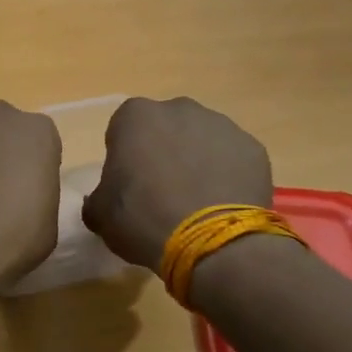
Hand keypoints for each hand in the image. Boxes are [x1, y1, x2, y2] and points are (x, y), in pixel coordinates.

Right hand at [82, 97, 273, 270]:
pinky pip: (232, 159)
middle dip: (163, 152)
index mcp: (136, 116)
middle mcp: (180, 109)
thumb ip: (97, 198)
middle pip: (166, 129)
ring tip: (195, 202)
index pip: (123, 130)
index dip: (125, 158)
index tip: (129, 185)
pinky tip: (221, 206)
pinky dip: (226, 176)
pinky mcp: (253, 148)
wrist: (211, 241)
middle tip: (161, 192)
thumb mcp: (101, 215)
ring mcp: (222, 125)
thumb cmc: (144, 219)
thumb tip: (102, 200)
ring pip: (201, 141)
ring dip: (196, 162)